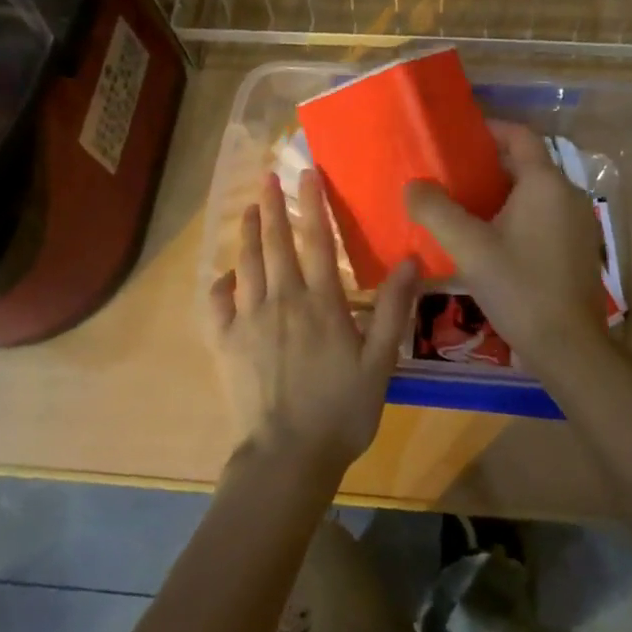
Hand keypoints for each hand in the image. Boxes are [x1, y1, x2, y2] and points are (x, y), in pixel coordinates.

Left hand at [207, 171, 417, 479]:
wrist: (288, 457)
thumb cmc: (341, 410)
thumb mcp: (380, 362)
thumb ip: (393, 309)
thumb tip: (411, 259)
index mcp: (321, 303)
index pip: (318, 241)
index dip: (313, 204)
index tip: (308, 174)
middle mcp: (283, 301)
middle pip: (277, 244)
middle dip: (273, 207)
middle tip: (267, 177)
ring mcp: (250, 321)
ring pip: (247, 266)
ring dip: (248, 234)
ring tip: (249, 209)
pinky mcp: (227, 344)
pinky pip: (219, 305)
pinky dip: (221, 285)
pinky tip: (225, 275)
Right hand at [403, 121, 613, 381]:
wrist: (569, 347)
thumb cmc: (520, 288)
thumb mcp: (469, 248)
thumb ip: (436, 211)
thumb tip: (413, 185)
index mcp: (545, 183)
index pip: (519, 135)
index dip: (489, 129)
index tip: (456, 137)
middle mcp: (567, 194)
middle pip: (526, 162)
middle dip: (488, 163)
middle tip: (449, 172)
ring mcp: (577, 221)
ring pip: (534, 191)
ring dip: (500, 190)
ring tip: (461, 203)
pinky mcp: (577, 247)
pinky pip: (543, 214)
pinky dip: (516, 212)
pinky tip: (489, 236)